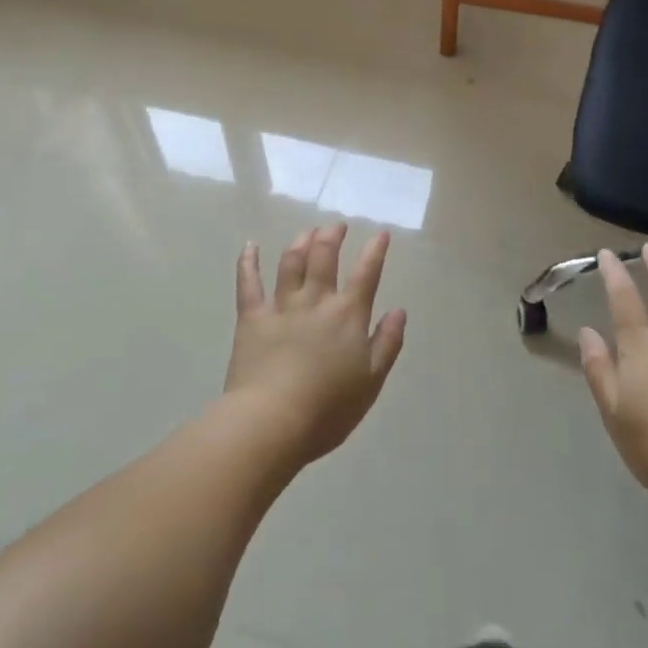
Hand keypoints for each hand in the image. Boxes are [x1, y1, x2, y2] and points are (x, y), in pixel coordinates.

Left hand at [225, 223, 406, 467]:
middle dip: (332, 235)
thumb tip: (399, 310)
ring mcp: (281, 306)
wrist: (272, 421)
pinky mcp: (251, 317)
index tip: (380, 233)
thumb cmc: (328, 408)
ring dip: (300, 242)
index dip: (375, 250)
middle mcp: (316, 300)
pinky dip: (248, 262)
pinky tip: (250, 246)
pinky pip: (248, 283)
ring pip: (291, 262)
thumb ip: (387, 343)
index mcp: (348, 315)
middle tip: (336, 226)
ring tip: (307, 232)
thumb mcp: (372, 381)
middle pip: (324, 256)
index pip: (366, 273)